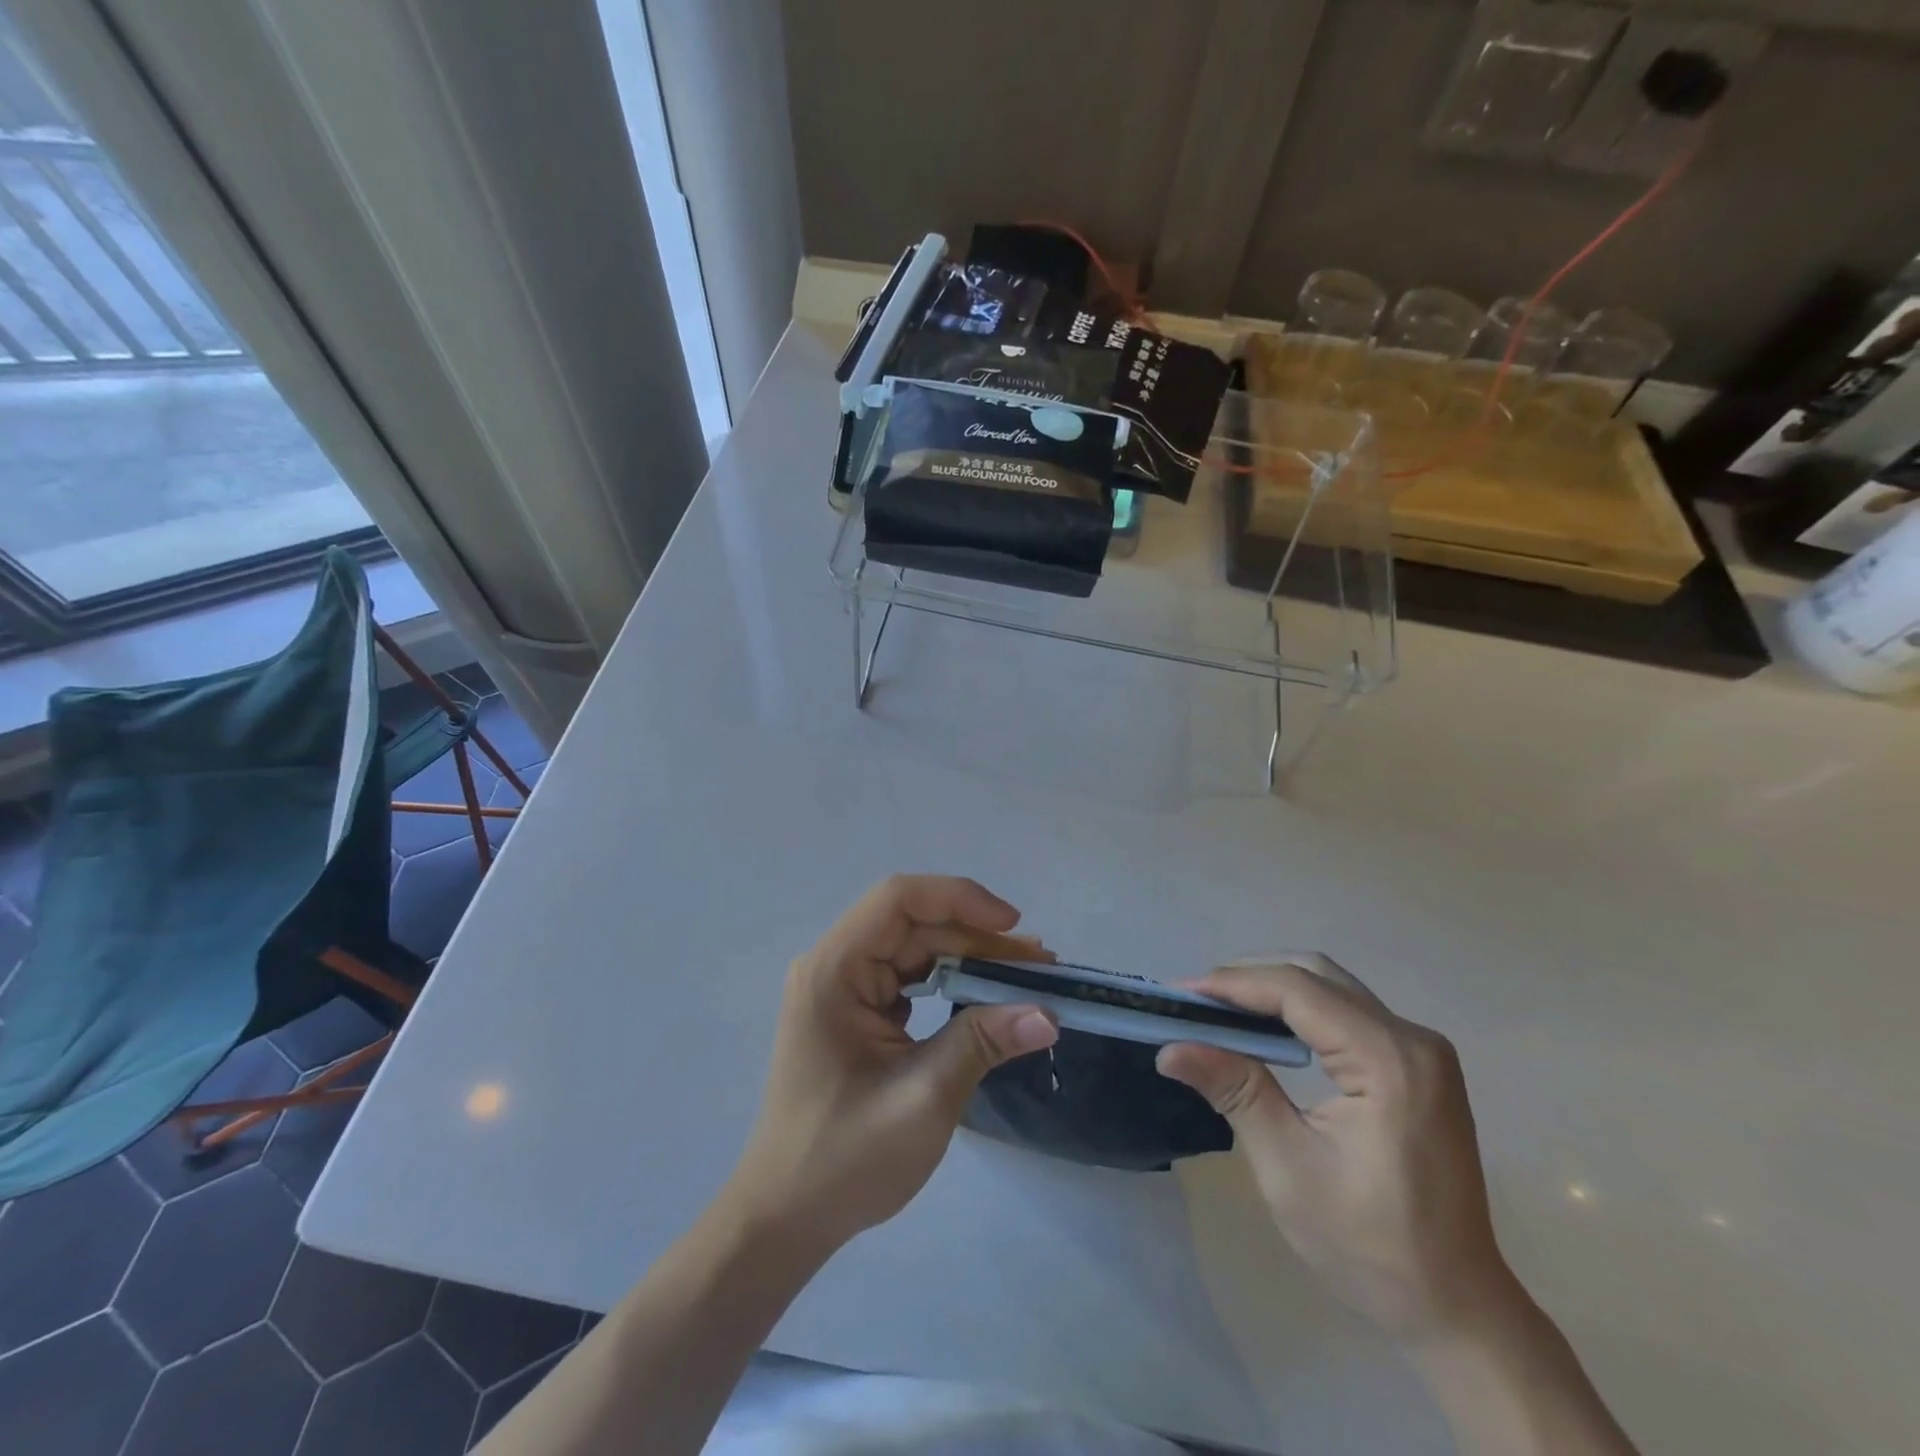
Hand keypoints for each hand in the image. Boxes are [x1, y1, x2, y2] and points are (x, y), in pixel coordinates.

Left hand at [726, 876, 1058, 1254]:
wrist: (785, 1217)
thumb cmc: (844, 1159)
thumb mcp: (923, 1098)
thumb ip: (982, 1043)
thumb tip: (1048, 1014)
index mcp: (833, 970)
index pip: (898, 900)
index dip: (959, 898)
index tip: (1013, 925)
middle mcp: (833, 965)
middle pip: (912, 924)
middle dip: (977, 938)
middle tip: (1038, 965)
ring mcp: (841, 988)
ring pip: (914, 949)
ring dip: (969, 958)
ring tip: (1024, 977)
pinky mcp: (854, 1011)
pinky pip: (907, 977)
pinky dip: (949, 982)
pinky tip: (985, 998)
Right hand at [1157, 955, 1515, 1343]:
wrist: (1456, 1306)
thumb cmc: (1370, 1246)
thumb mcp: (1288, 1168)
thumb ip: (1234, 1092)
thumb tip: (1169, 1048)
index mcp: (1389, 1062)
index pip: (1298, 990)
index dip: (1234, 984)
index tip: (1180, 993)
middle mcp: (1412, 1039)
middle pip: (1316, 975)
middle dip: (1249, 978)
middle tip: (1195, 1002)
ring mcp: (1421, 1049)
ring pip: (1332, 986)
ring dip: (1272, 988)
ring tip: (1219, 1010)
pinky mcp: (1418, 1063)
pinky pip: (1348, 1009)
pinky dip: (1299, 1007)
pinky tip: (1265, 1028)